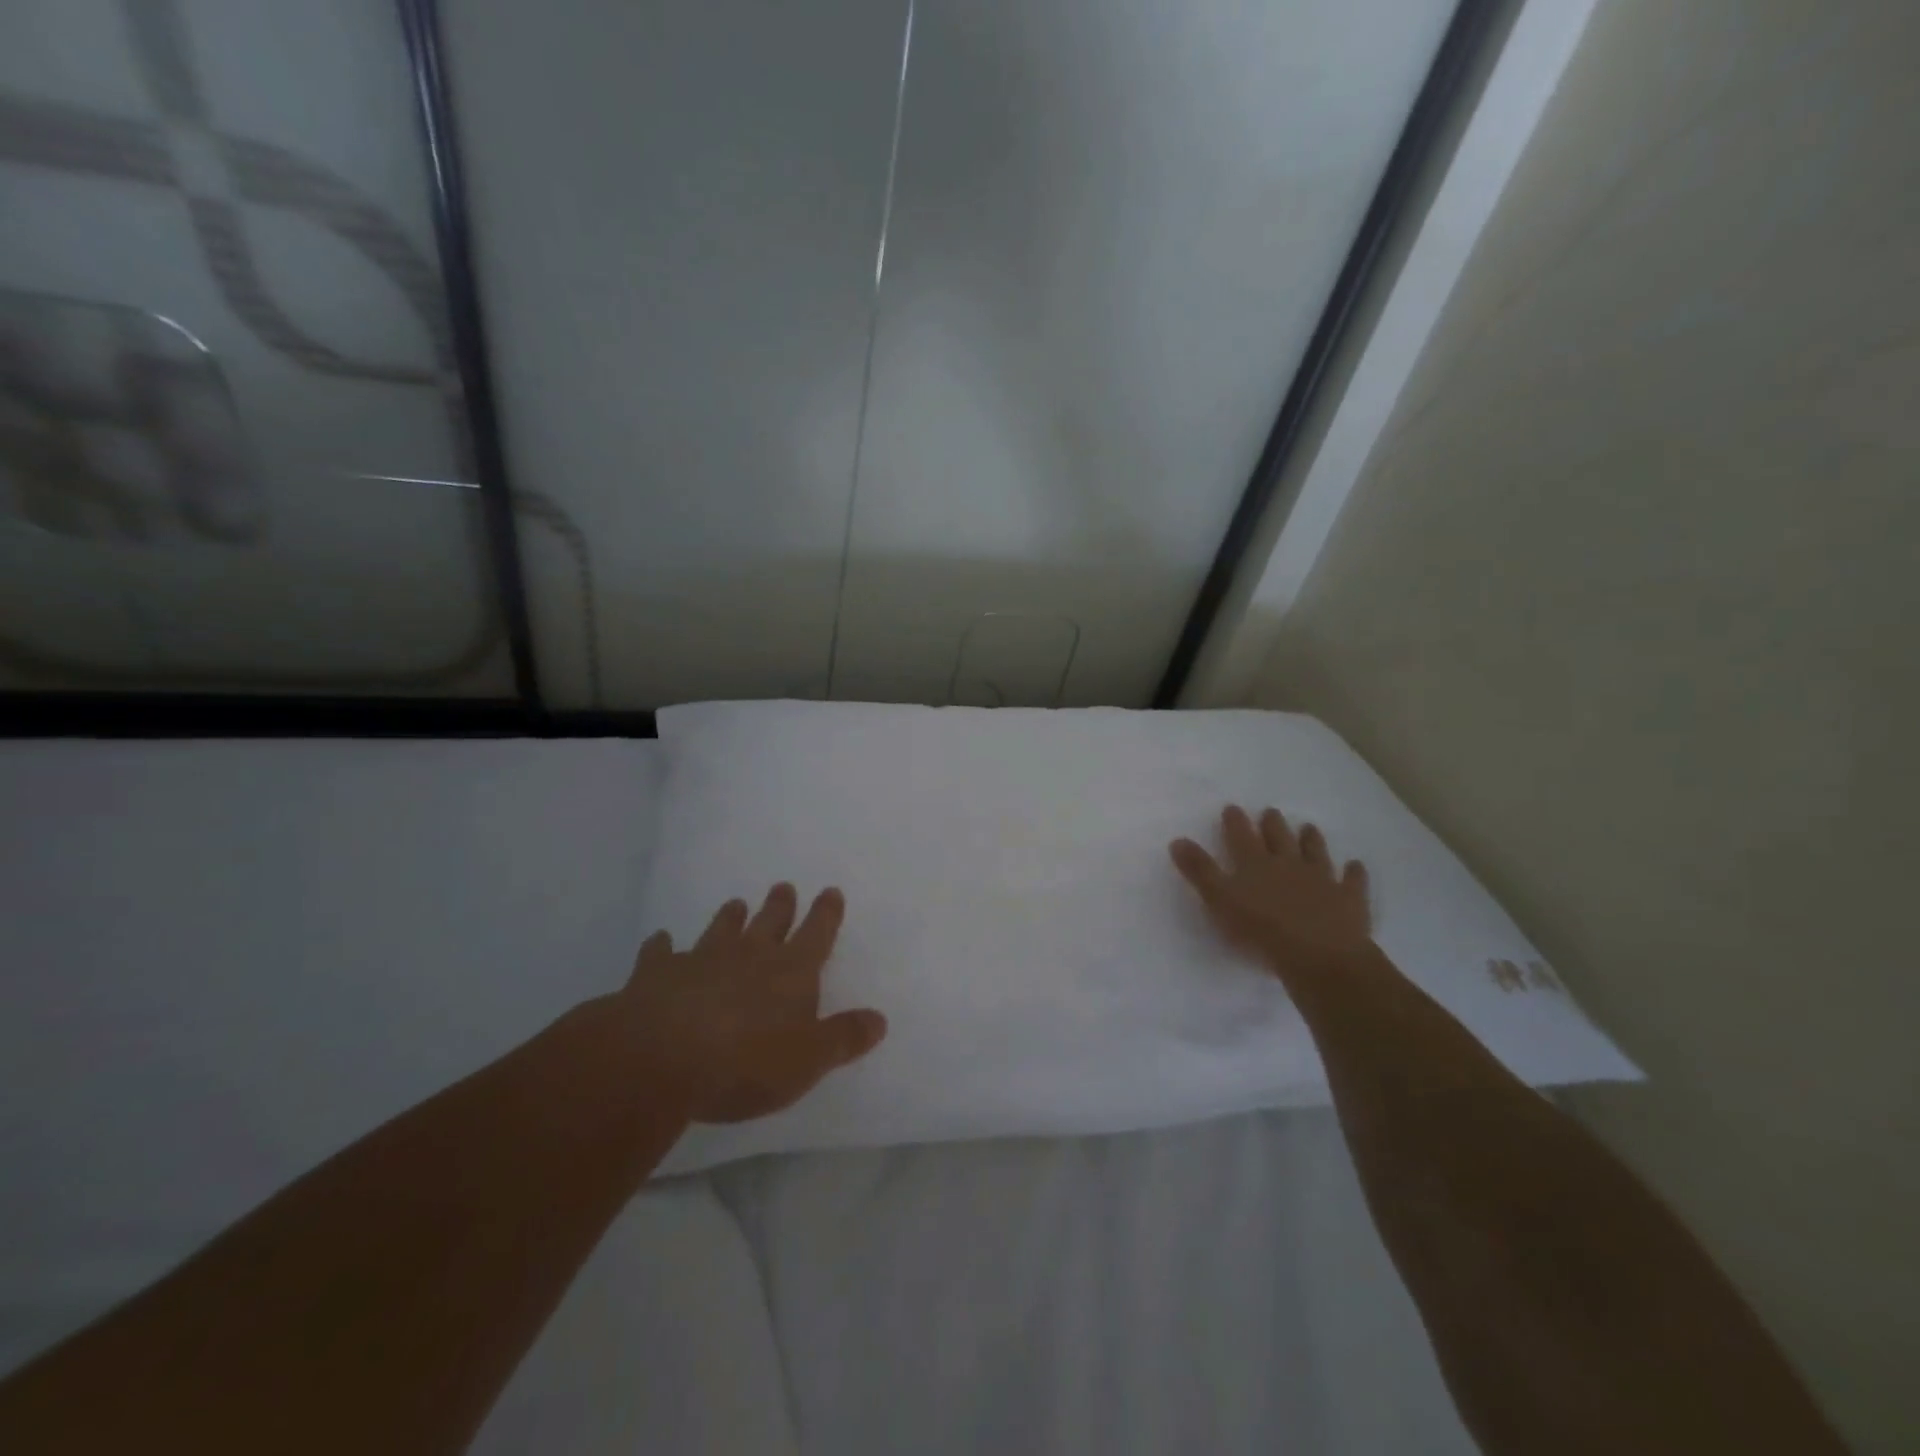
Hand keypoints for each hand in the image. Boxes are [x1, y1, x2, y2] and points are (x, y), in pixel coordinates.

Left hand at [613, 885, 887, 1124]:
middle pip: (769, 922)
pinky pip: (660, 953)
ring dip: (729, 918)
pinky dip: (661, 946)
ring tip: (735, 905)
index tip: (830, 891)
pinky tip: (660, 941)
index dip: (826, 914)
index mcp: (790, 972)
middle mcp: (749, 955)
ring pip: (720, 929)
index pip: (816, 935)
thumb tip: (879, 1019)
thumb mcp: (808, 1060)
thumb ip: (843, 1038)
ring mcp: (701, 960)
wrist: (659, 1058)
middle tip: (783, 887)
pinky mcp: (656, 975)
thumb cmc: (745, 1062)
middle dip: (779, 906)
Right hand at [1170, 805, 1372, 974]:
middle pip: (1279, 838)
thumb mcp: (1219, 900)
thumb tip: (1177, 840)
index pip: (1241, 836)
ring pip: (1315, 852)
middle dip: (1273, 824)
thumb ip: (1200, 871)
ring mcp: (1322, 879)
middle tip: (1270, 812)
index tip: (1232, 808)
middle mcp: (1288, 864)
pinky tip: (1355, 865)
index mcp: (1255, 864)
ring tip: (1309, 827)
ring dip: (1311, 840)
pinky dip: (1353, 872)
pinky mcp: (1348, 899)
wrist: (1318, 955)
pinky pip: (1352, 881)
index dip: (1235, 822)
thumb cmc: (1260, 930)